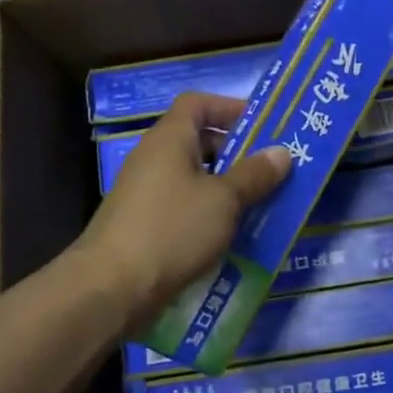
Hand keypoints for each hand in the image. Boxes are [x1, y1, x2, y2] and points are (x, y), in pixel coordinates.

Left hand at [75, 93, 291, 328]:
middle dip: (236, 152)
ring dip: (226, 187)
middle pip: (198, 141)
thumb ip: (254, 175)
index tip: (263, 124)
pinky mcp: (143, 225)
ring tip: (261, 203)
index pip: (197, 103)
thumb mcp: (223, 200)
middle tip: (271, 168)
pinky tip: (232, 234)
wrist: (111, 288)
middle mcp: (153, 159)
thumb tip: (281, 152)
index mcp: (169, 139)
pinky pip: (184, 207)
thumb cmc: (172, 229)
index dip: (229, 107)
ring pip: (193, 178)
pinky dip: (208, 214)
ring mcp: (145, 193)